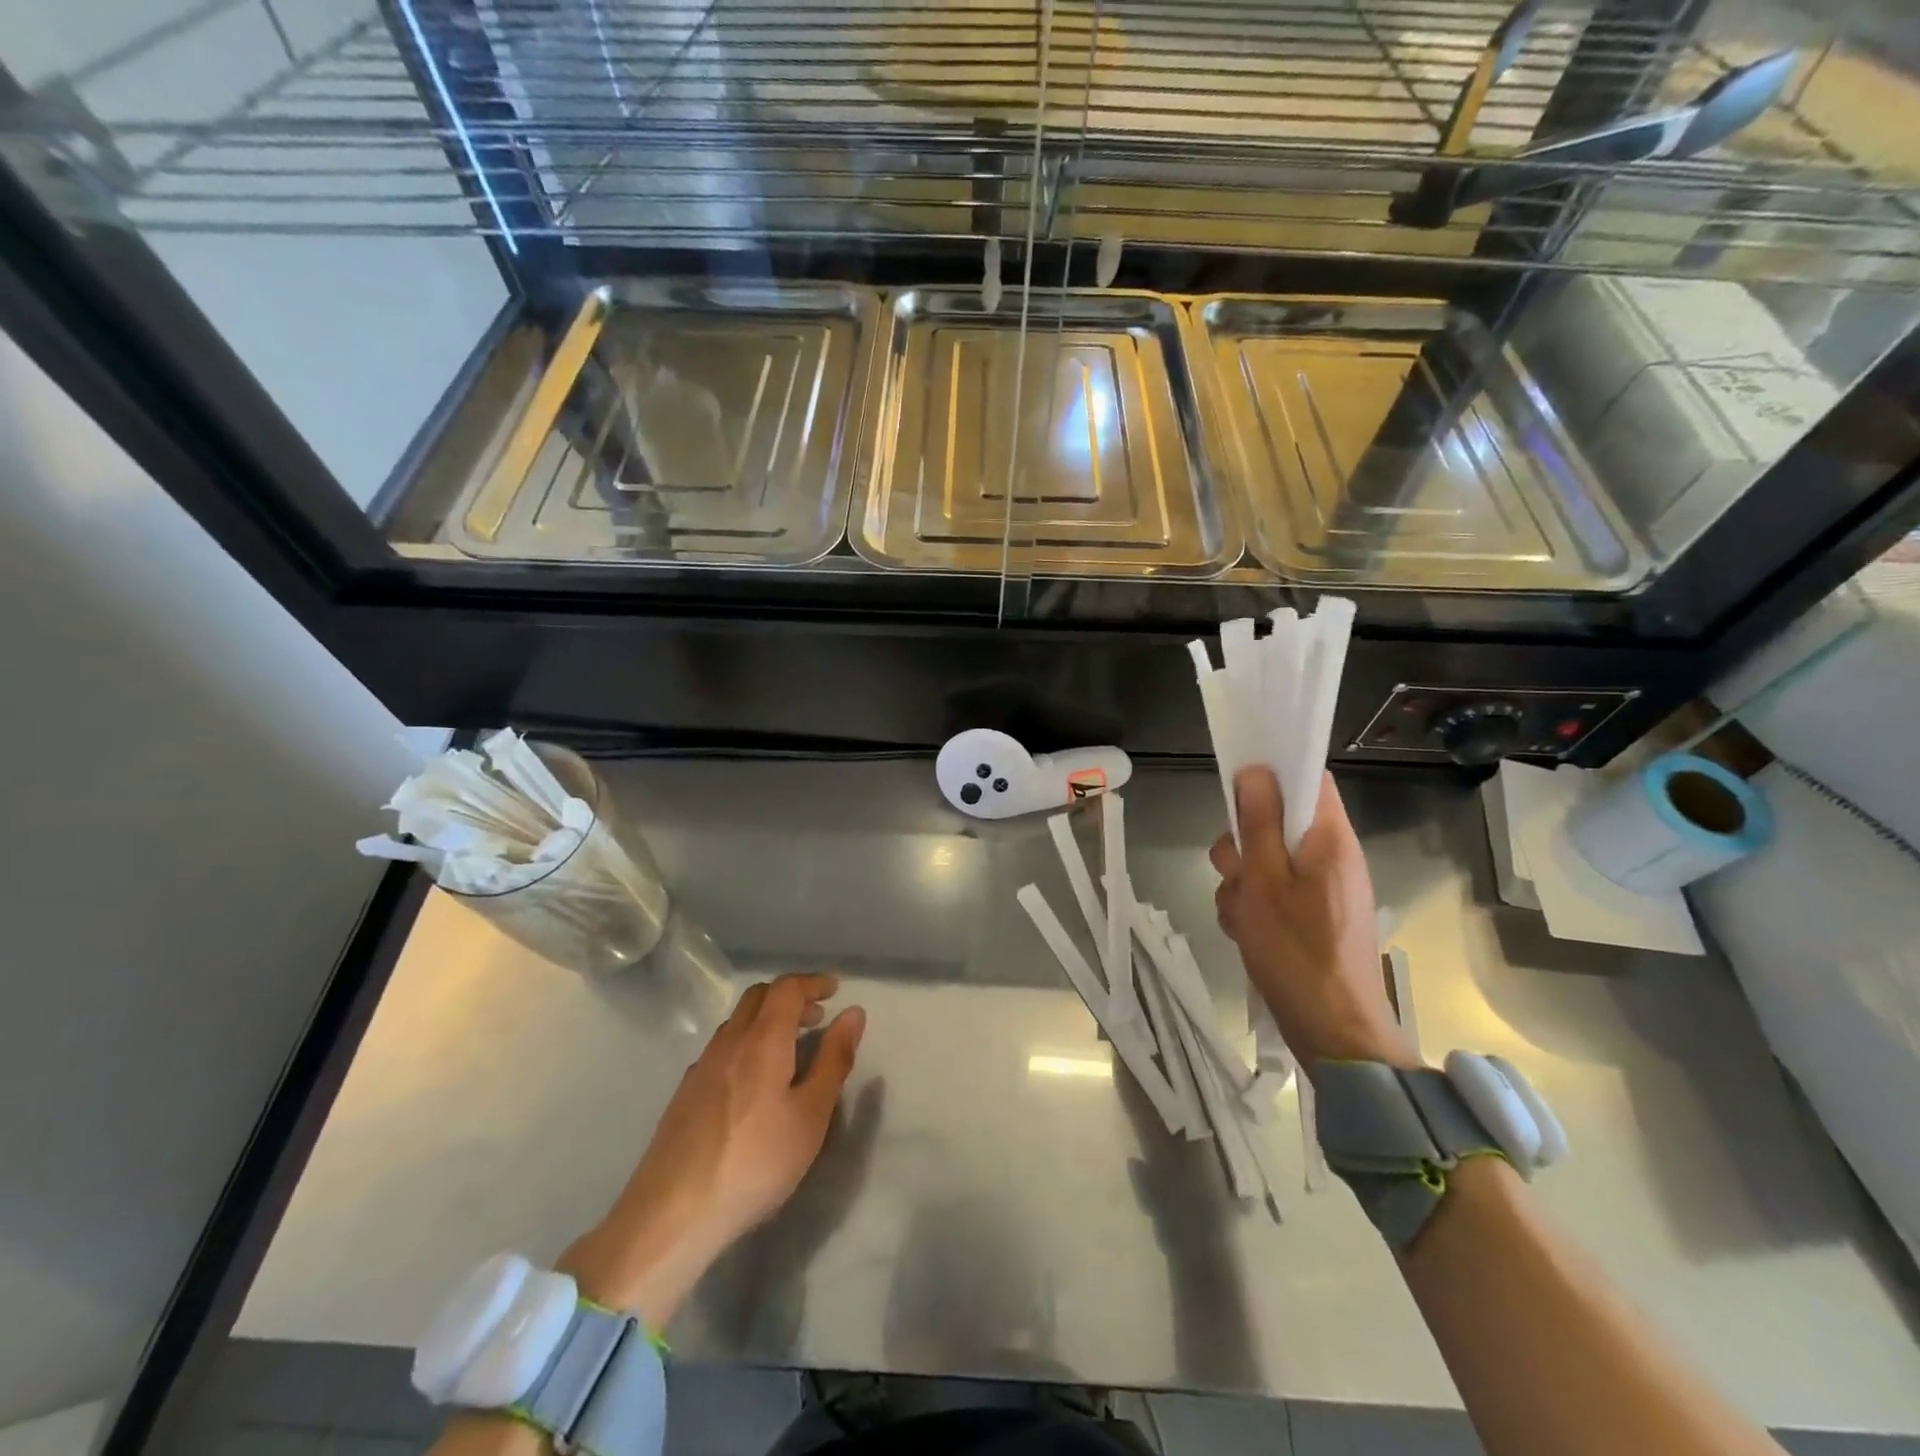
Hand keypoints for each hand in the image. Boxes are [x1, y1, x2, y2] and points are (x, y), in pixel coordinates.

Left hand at [559, 973, 865, 1328]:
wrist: (672, 1214)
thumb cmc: (755, 1162)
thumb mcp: (810, 1115)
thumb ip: (834, 1060)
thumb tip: (853, 1013)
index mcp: (763, 1040)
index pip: (787, 988)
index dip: (813, 982)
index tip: (835, 990)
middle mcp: (729, 1041)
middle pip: (759, 996)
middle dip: (791, 996)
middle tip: (817, 1017)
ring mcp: (702, 1066)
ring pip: (737, 1021)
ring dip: (768, 1019)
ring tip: (791, 1047)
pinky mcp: (685, 1092)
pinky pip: (722, 1047)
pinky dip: (747, 1042)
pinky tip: (754, 1080)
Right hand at [1210, 767, 1416, 1071]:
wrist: (1333, 1033)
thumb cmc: (1297, 952)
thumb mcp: (1264, 882)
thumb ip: (1258, 823)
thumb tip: (1256, 770)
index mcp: (1329, 838)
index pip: (1308, 778)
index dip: (1272, 773)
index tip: (1236, 787)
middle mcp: (1329, 856)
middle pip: (1276, 821)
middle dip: (1243, 843)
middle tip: (1236, 873)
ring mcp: (1320, 888)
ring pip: (1265, 859)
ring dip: (1241, 881)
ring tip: (1240, 914)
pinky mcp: (1309, 915)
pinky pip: (1271, 892)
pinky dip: (1252, 906)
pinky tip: (1245, 931)